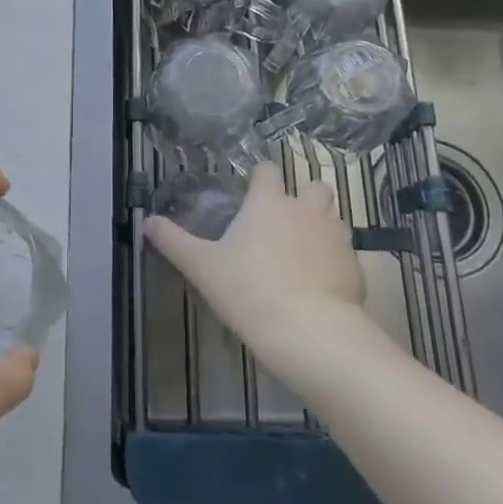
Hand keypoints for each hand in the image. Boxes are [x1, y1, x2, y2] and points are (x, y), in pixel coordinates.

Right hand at [143, 161, 369, 367]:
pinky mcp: (356, 266)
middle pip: (314, 186)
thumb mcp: (202, 267)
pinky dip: (335, 262)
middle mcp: (306, 209)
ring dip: (322, 227)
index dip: (261, 178)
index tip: (252, 195)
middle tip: (286, 223)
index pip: (268, 170)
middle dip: (304, 197)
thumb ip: (173, 242)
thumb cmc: (249, 291)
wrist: (311, 333)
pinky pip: (346, 254)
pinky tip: (321, 286)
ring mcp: (336, 236)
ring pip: (334, 218)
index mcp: (269, 202)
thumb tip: (146, 221)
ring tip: (304, 254)